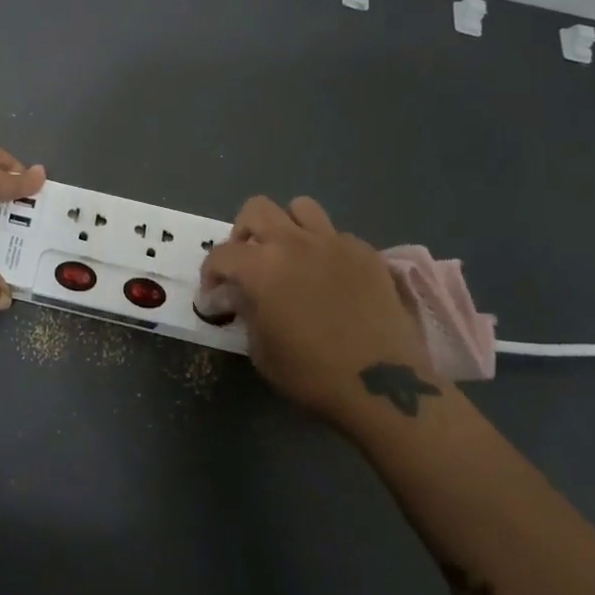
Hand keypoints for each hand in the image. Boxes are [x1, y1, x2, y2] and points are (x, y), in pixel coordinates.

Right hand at [200, 196, 429, 421]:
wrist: (384, 387)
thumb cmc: (313, 375)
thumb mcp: (262, 351)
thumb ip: (247, 313)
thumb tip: (240, 296)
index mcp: (261, 266)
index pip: (221, 255)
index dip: (210, 275)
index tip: (214, 296)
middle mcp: (293, 242)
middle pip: (256, 209)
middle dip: (244, 232)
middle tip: (248, 261)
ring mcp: (333, 243)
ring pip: (301, 208)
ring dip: (287, 227)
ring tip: (290, 255)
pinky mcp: (366, 253)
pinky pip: (337, 235)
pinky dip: (326, 249)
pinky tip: (331, 277)